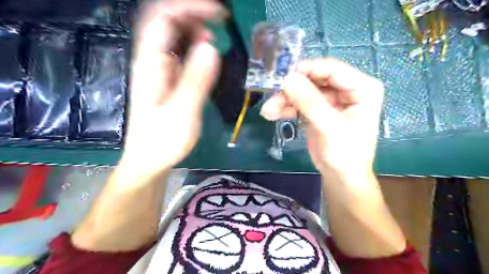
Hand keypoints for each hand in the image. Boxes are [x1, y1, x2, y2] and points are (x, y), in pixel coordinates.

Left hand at [120, 0, 225, 173]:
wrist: (150, 160)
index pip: (164, 17)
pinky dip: (193, 46)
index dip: (191, 8)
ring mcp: (158, 69)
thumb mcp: (183, 112)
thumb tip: (211, 46)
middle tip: (221, 23)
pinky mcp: (166, 79)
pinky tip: (205, 54)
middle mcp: (151, 60)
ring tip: (215, 36)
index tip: (221, 15)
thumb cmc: (163, 141)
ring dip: (194, 29)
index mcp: (150, 64)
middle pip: (166, 21)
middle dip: (194, 15)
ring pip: (172, 36)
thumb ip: (196, 79)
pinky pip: (178, 53)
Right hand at [262, 58, 383, 178]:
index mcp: (362, 88)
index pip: (332, 69)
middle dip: (291, 88)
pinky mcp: (317, 109)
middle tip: (271, 96)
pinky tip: (272, 114)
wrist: (340, 177)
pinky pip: (299, 103)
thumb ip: (309, 102)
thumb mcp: (330, 128)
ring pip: (303, 91)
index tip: (282, 75)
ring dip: (284, 100)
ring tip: (268, 110)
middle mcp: (346, 89)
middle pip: (314, 79)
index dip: (306, 69)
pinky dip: (285, 108)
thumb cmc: (345, 155)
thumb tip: (287, 78)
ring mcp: (330, 99)